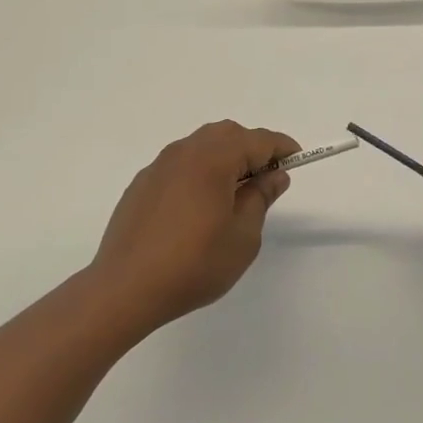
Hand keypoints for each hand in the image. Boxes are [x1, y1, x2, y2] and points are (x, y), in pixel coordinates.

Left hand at [89, 121, 298, 331]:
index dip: (281, 147)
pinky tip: (200, 205)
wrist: (125, 288)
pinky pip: (180, 164)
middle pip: (227, 134)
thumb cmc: (194, 264)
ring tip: (235, 192)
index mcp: (213, 158)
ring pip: (201, 145)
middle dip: (252, 148)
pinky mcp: (142, 183)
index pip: (257, 140)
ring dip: (224, 157)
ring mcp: (159, 166)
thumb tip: (274, 175)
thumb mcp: (243, 236)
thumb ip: (260, 198)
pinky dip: (199, 171)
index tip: (296, 160)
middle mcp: (185, 152)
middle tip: (267, 178)